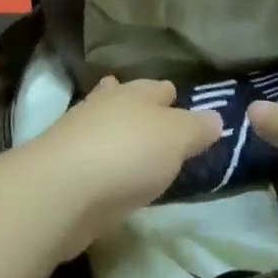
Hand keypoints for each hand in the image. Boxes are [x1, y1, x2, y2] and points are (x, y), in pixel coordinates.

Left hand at [9, 76, 222, 257]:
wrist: (62, 191)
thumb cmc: (127, 155)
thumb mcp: (176, 139)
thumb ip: (196, 128)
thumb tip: (215, 117)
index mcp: (134, 94)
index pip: (157, 87)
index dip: (171, 96)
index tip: (182, 107)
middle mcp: (104, 105)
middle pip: (124, 99)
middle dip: (137, 106)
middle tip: (155, 120)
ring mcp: (79, 134)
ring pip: (104, 125)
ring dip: (116, 130)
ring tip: (133, 144)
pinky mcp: (64, 166)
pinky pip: (92, 155)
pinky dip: (103, 160)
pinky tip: (111, 175)